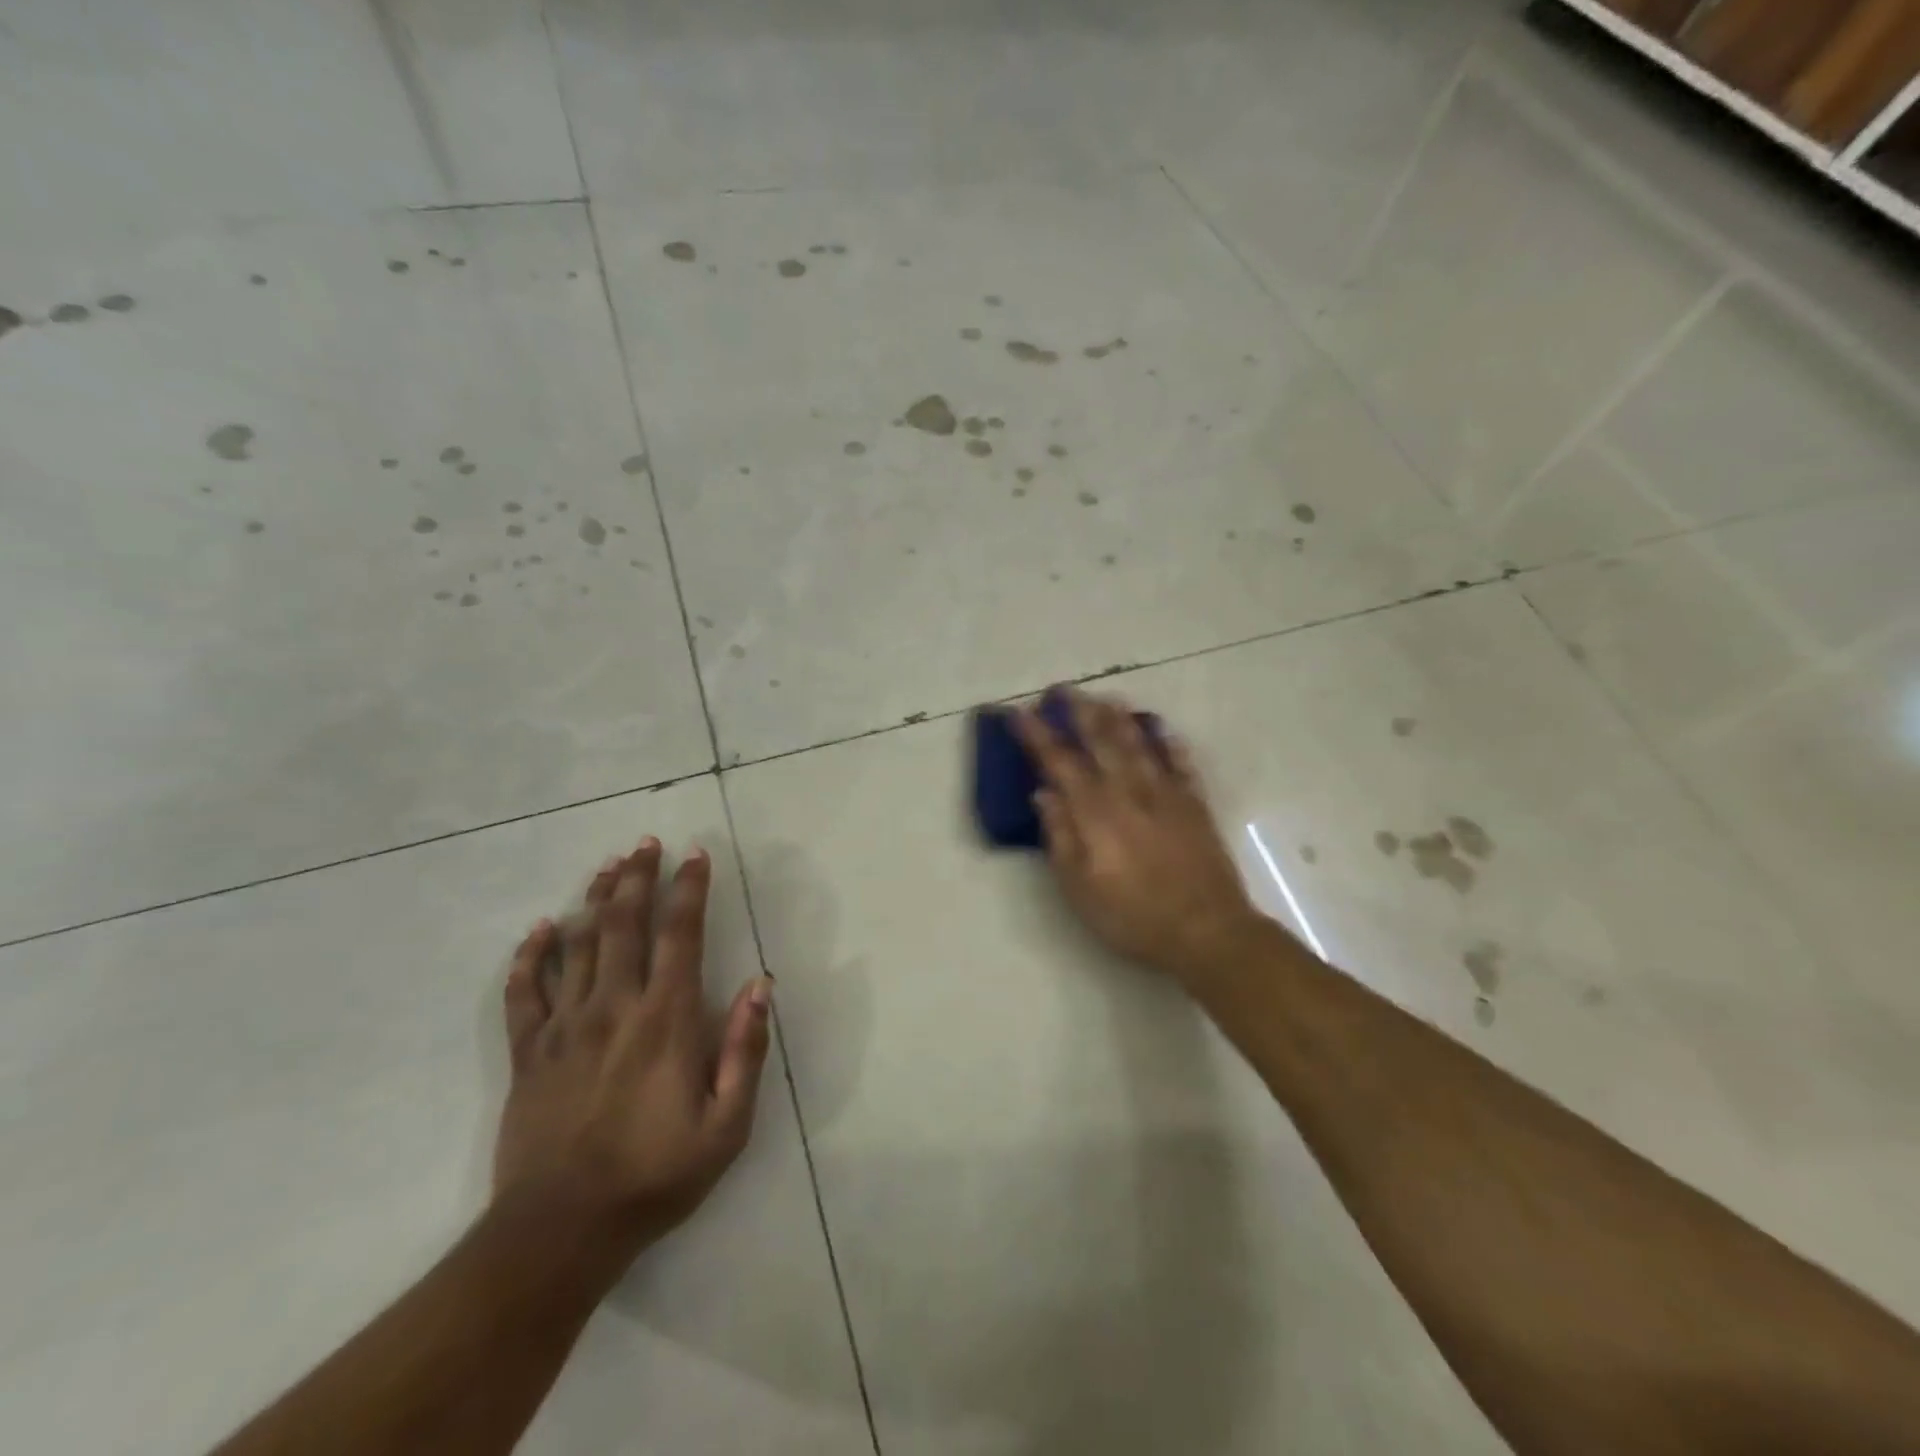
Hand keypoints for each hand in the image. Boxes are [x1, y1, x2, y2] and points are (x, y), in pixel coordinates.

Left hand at [493, 839, 772, 1253]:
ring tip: (607, 867)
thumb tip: (759, 985)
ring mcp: (565, 1027)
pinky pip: (524, 993)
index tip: (695, 855)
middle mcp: (614, 1008)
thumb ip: (744, 1050)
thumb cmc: (655, 1175)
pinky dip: (530, 957)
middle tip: (645, 843)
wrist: (560, 1231)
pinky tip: (539, 930)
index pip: (680, 936)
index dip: (689, 890)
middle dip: (638, 879)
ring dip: (594, 901)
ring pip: (579, 946)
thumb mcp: (727, 1125)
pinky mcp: (528, 1053)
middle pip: (625, 926)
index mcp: (665, 1020)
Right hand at [1015, 690, 1263, 982]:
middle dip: (1078, 712)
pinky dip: (1169, 742)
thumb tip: (1043, 793)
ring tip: (1105, 697)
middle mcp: (1129, 792)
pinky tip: (1161, 728)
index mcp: (1095, 812)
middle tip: (1063, 689)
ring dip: (1119, 718)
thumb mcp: (1079, 888)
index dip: (1037, 736)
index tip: (1019, 714)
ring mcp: (1166, 795)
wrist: (1206, 931)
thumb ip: (1060, 836)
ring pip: (1139, 744)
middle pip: (1101, 741)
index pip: (1059, 763)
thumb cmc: (1132, 916)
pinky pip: (1181, 763)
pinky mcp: (1195, 805)